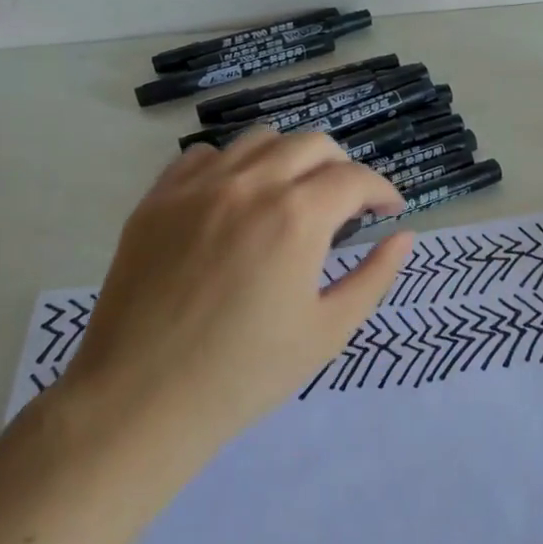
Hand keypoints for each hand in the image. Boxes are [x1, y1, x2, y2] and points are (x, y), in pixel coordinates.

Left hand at [59, 129, 412, 457]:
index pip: (355, 178)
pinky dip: (233, 166)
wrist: (138, 404)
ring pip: (260, 140)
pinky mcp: (156, 200)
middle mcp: (250, 185)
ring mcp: (197, 188)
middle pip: (312, 144)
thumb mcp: (328, 331)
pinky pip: (204, 156)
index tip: (389, 211)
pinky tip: (235, 200)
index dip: (382, 191)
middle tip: (347, 204)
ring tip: (292, 195)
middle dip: (342, 168)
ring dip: (291, 159)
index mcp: (297, 217)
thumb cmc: (244, 375)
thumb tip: (404, 237)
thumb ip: (375, 276)